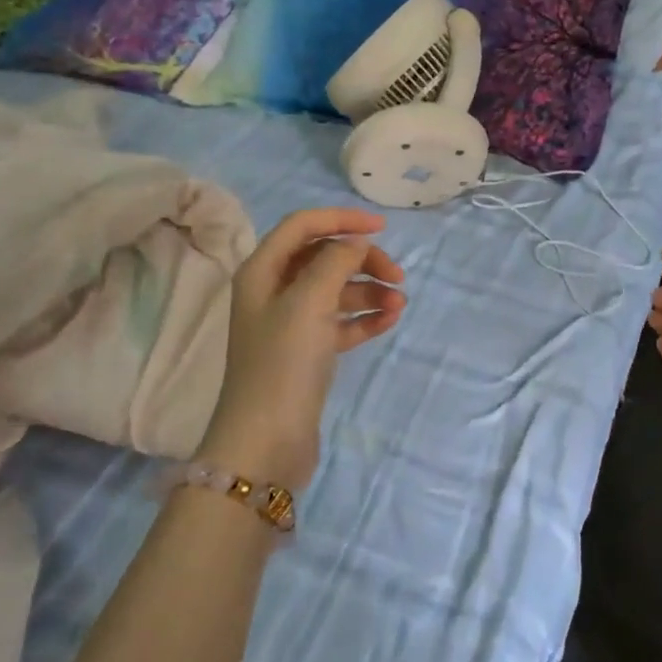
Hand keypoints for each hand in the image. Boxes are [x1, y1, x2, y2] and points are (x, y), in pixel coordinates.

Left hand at [198, 208, 404, 492]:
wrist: (266, 442)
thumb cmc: (283, 363)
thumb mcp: (309, 302)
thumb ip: (335, 262)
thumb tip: (356, 241)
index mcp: (262, 271)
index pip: (302, 226)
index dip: (341, 219)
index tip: (382, 228)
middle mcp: (273, 291)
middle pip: (323, 258)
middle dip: (361, 261)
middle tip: (397, 276)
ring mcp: (291, 324)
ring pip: (336, 291)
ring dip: (368, 291)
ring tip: (398, 305)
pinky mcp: (308, 353)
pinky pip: (341, 322)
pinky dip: (364, 318)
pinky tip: (389, 321)